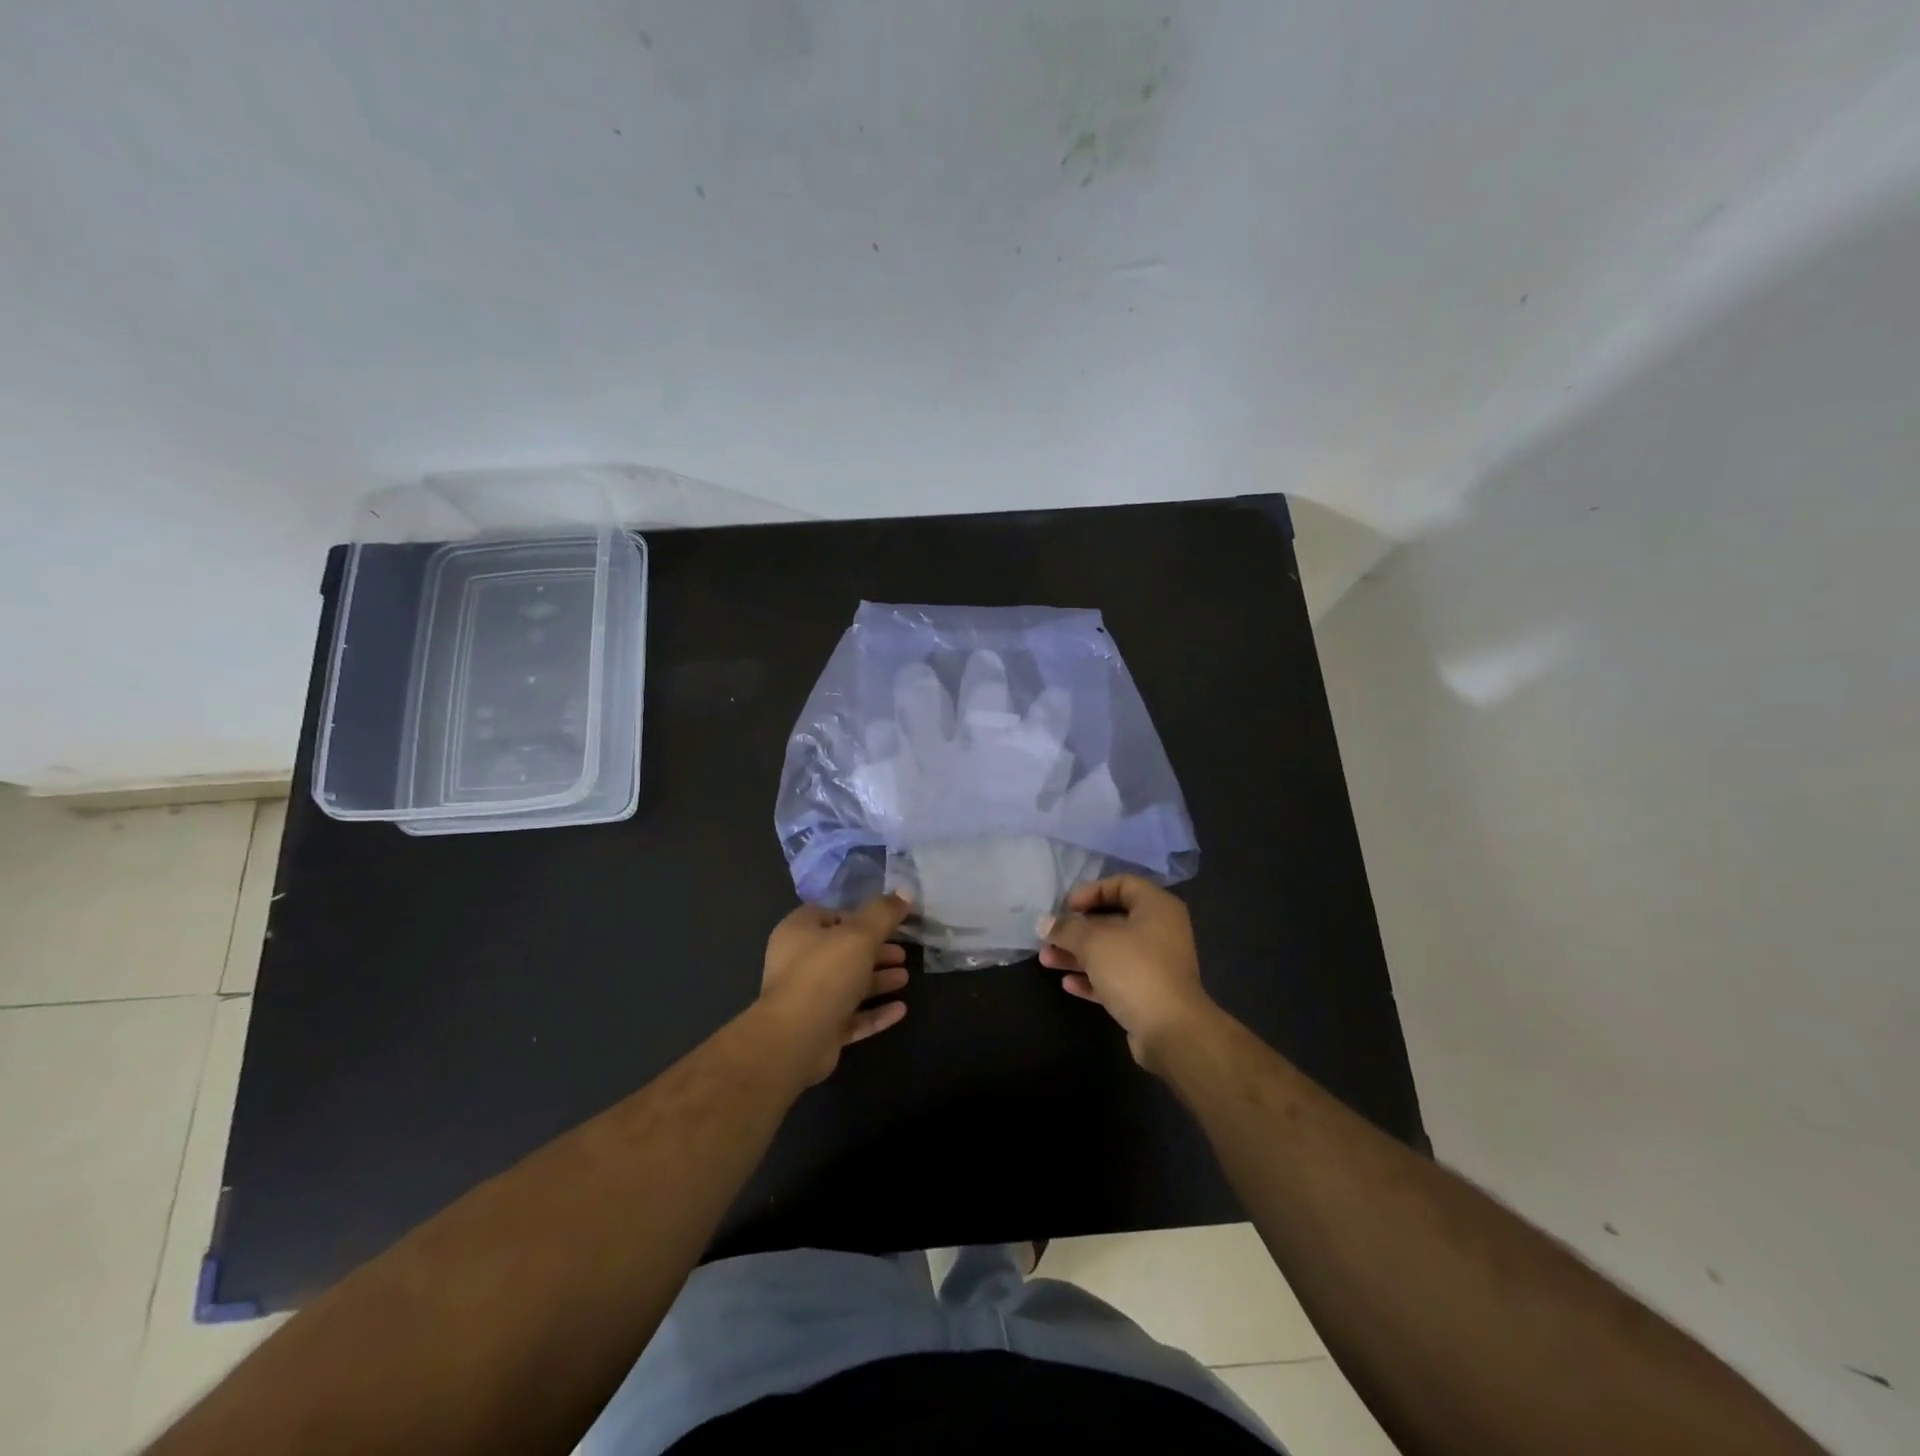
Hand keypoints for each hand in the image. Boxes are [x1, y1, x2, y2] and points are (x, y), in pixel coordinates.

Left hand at [758, 895, 911, 1083]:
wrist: (796, 1038)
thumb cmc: (825, 974)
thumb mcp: (860, 935)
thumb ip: (883, 913)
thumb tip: (905, 891)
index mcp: (798, 932)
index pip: (828, 914)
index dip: (857, 916)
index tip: (886, 921)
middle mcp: (798, 963)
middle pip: (842, 951)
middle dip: (875, 951)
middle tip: (902, 953)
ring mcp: (808, 999)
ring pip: (847, 984)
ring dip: (877, 981)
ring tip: (905, 978)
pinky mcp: (818, 1029)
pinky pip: (851, 1016)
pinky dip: (874, 1012)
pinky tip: (900, 1009)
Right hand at [1037, 876, 1216, 1068]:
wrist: (1171, 1031)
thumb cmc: (1134, 970)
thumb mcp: (1094, 942)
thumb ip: (1066, 929)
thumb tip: (1043, 922)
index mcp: (1156, 908)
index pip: (1122, 884)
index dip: (1092, 891)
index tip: (1067, 906)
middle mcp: (1160, 931)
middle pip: (1113, 921)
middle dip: (1077, 929)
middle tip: (1049, 936)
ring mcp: (1156, 964)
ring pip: (1111, 952)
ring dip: (1078, 955)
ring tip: (1046, 960)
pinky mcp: (1149, 994)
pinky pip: (1116, 978)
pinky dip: (1093, 979)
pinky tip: (1068, 984)